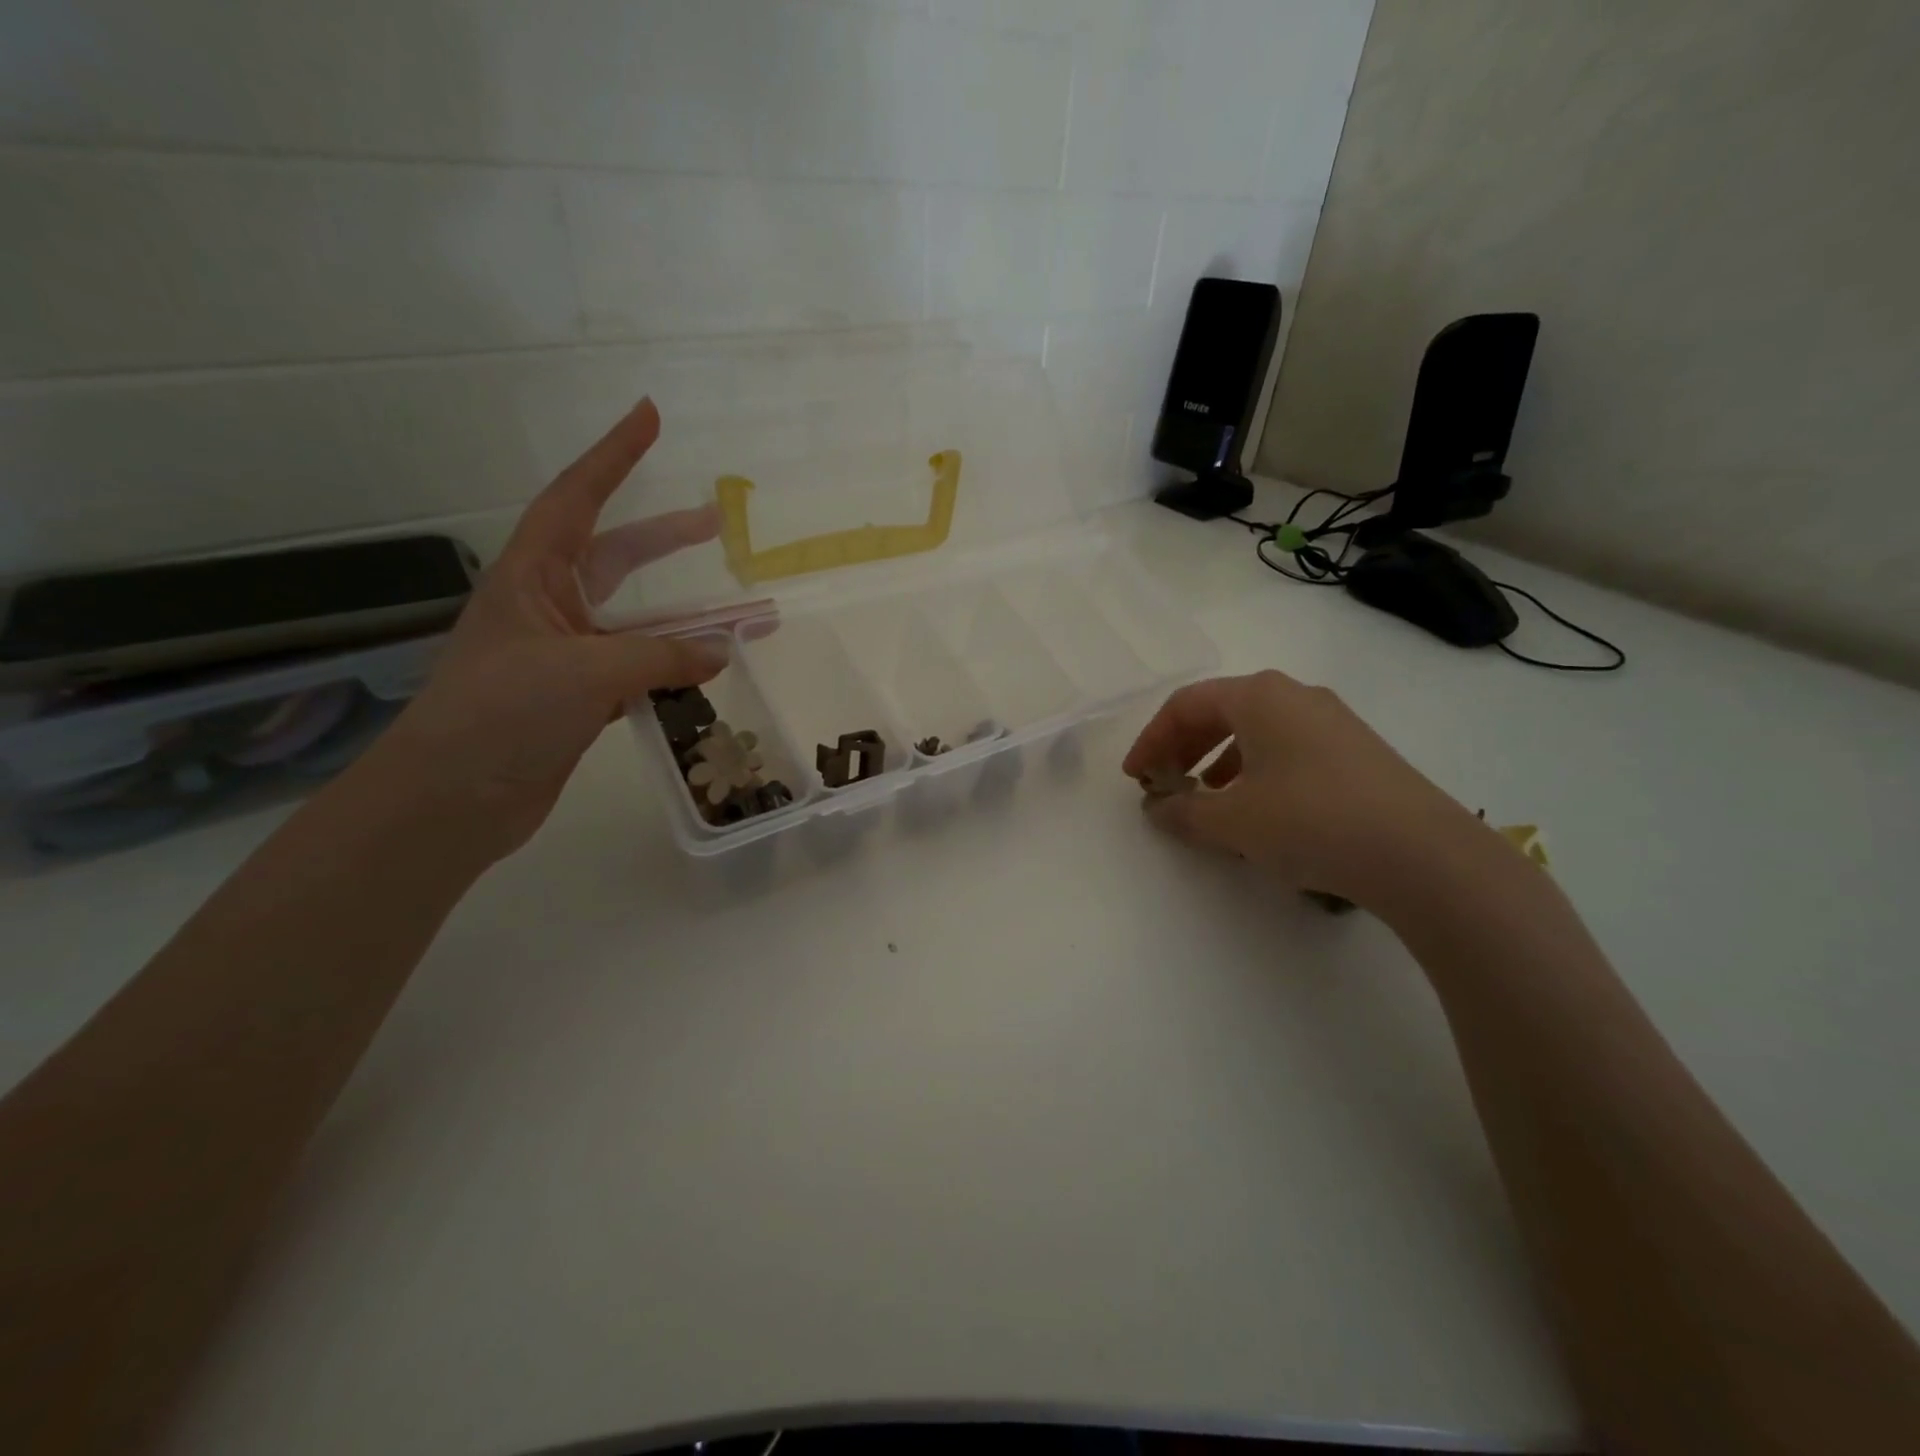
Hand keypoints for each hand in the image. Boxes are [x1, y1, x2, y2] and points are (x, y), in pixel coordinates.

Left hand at [378, 397, 726, 861]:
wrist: (451, 800)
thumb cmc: (502, 715)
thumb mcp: (586, 673)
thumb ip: (662, 657)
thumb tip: (723, 651)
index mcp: (531, 579)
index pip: (577, 500)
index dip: (613, 456)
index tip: (649, 416)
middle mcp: (549, 609)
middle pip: (616, 559)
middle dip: (666, 539)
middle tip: (717, 523)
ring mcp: (566, 657)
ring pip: (640, 625)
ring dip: (690, 620)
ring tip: (745, 617)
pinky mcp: (580, 701)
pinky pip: (640, 671)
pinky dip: (675, 669)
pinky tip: (709, 672)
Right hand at [1122, 670, 1490, 909]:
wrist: (1422, 854)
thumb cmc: (1310, 821)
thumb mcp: (1232, 821)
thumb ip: (1183, 812)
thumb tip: (1158, 808)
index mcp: (1259, 696)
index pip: (1185, 704)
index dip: (1151, 740)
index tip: (1134, 778)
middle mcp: (1295, 695)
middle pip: (1220, 711)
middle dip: (1183, 747)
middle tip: (1164, 784)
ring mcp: (1332, 720)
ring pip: (1255, 730)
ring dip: (1217, 760)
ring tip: (1207, 799)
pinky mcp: (1356, 751)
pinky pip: (1286, 748)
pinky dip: (1255, 770)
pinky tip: (1258, 809)